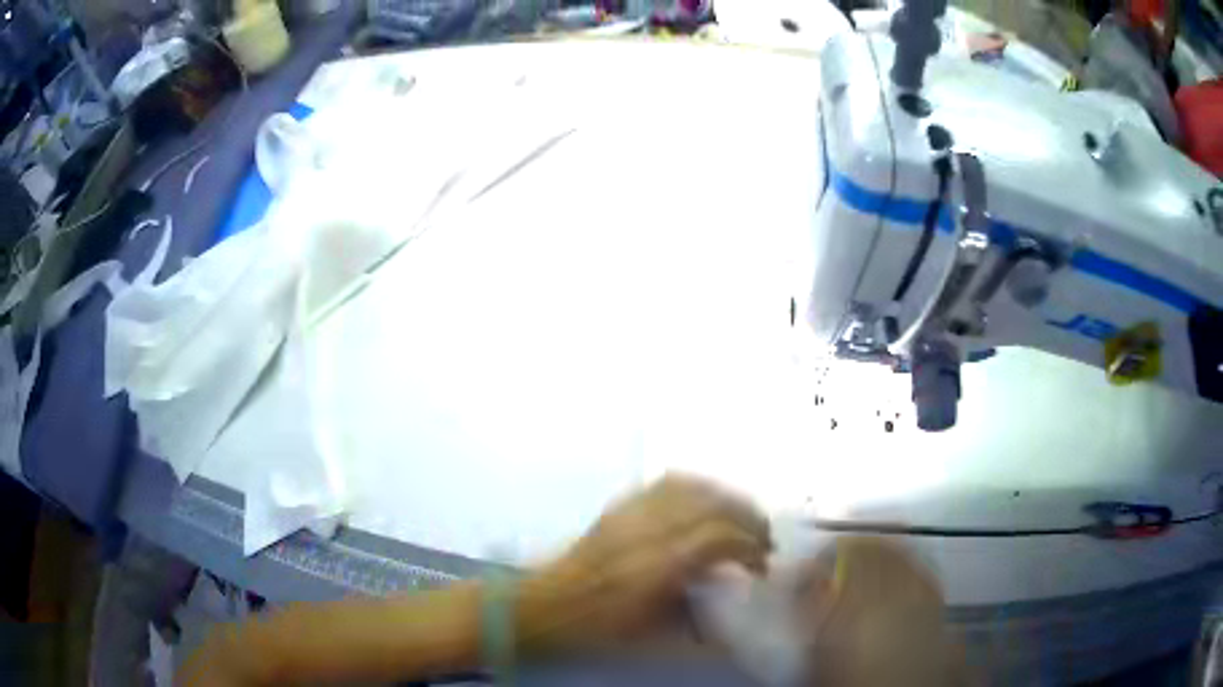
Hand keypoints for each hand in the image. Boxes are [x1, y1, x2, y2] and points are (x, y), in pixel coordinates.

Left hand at [514, 475, 771, 655]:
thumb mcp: (652, 637)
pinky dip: (696, 488)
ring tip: (742, 520)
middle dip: (749, 518)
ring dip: (727, 500)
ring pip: (693, 488)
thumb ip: (700, 624)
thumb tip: (737, 621)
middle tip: (763, 541)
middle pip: (713, 505)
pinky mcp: (620, 507)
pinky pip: (665, 483)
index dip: (751, 548)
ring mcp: (632, 513)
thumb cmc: (597, 629)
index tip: (762, 567)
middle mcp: (648, 530)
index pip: (720, 538)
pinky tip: (706, 503)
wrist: (546, 606)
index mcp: (658, 566)